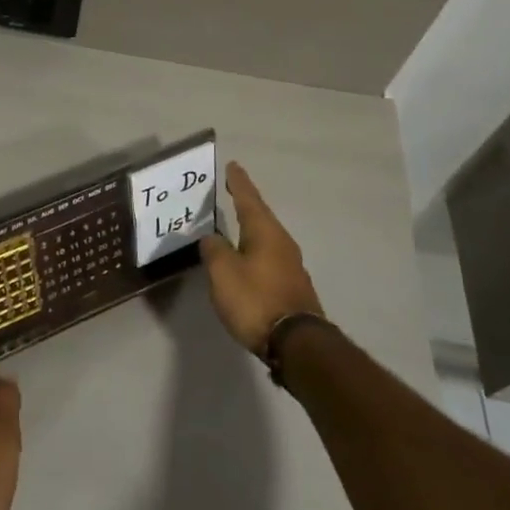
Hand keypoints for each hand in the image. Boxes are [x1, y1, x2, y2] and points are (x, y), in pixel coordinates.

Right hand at [201, 162, 324, 353]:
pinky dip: (255, 249)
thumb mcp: (223, 272)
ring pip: (266, 237)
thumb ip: (214, 250)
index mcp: (264, 232)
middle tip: (232, 190)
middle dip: (246, 203)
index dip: (238, 182)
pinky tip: (247, 257)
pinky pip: (269, 257)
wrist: (296, 344)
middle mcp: (281, 242)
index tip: (232, 166)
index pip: (248, 199)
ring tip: (236, 223)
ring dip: (251, 228)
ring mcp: (290, 265)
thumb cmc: (255, 300)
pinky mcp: (292, 286)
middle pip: (260, 216)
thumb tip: (213, 238)